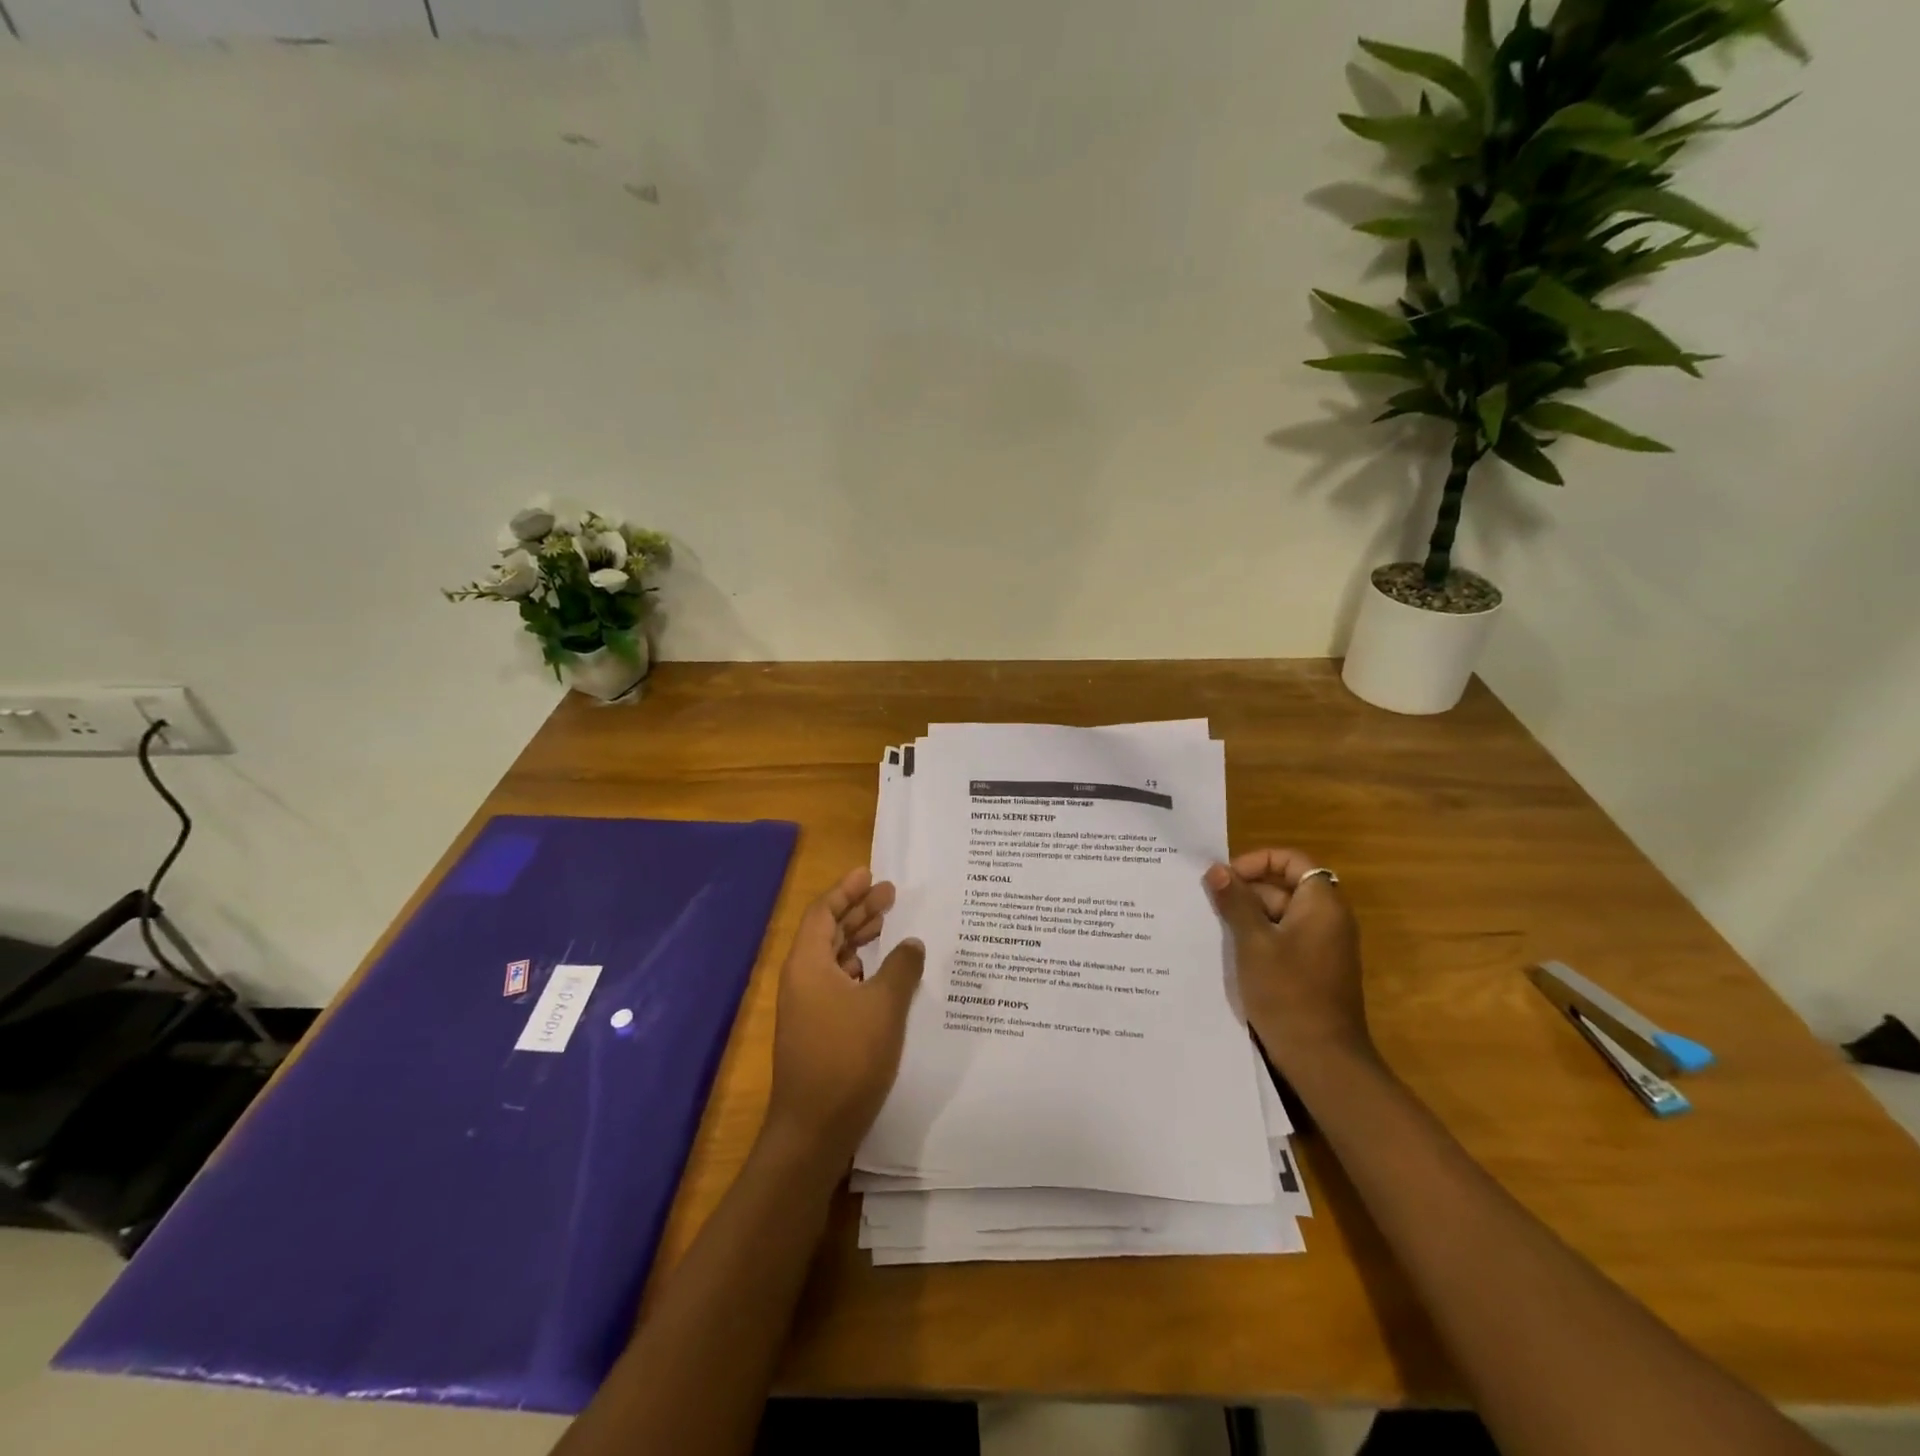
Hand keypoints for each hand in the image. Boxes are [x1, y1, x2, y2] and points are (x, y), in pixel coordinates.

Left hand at [763, 868, 924, 1167]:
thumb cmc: (847, 1057)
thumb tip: (912, 943)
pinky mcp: (816, 1028)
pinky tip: (883, 971)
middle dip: (858, 910)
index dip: (847, 890)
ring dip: (860, 939)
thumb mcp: (884, 1006)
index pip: (823, 912)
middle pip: (828, 931)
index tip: (870, 873)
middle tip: (890, 894)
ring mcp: (807, 1005)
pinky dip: (860, 968)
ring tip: (890, 925)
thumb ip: (901, 967)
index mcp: (808, 963)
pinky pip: (837, 982)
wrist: (814, 1128)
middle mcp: (802, 978)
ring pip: (834, 958)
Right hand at [1204, 848, 1374, 1078]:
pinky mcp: (1313, 969)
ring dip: (1247, 917)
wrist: (1322, 1058)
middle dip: (1245, 892)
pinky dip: (1258, 939)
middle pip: (1283, 887)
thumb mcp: (1253, 943)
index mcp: (1321, 905)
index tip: (1226, 878)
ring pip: (1280, 915)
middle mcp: (1327, 919)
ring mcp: (1322, 946)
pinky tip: (1230, 953)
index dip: (1257, 861)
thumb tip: (1217, 869)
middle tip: (1209, 905)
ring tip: (1212, 927)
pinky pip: (1284, 939)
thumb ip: (1236, 902)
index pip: (1291, 861)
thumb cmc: (1288, 992)